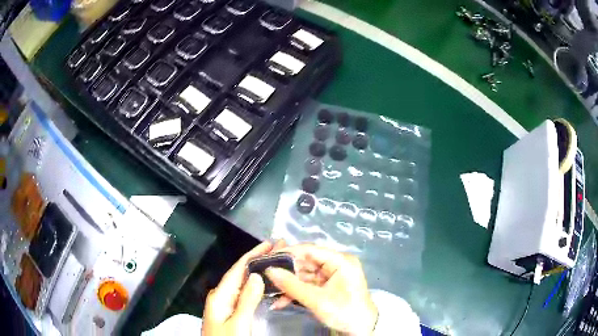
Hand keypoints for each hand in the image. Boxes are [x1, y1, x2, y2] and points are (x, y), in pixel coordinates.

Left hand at [202, 241, 278, 335]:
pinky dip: (255, 286)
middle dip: (257, 261)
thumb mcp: (238, 323)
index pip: (237, 270)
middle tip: (277, 251)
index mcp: (220, 295)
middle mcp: (221, 296)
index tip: (268, 244)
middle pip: (240, 274)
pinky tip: (264, 284)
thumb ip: (246, 300)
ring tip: (274, 263)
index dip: (252, 255)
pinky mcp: (231, 311)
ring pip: (243, 284)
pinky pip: (244, 294)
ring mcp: (226, 304)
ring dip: (257, 272)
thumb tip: (257, 275)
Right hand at [265, 244, 377, 334]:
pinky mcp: (327, 287)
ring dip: (288, 285)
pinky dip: (295, 292)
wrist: (361, 330)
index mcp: (340, 261)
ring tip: (269, 291)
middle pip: (305, 263)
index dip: (287, 252)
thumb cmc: (344, 312)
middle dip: (285, 272)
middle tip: (264, 276)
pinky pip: (308, 285)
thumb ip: (292, 285)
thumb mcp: (317, 300)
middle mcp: (336, 264)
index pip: (310, 250)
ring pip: (304, 275)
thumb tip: (269, 270)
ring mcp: (331, 276)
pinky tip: (280, 301)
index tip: (267, 258)